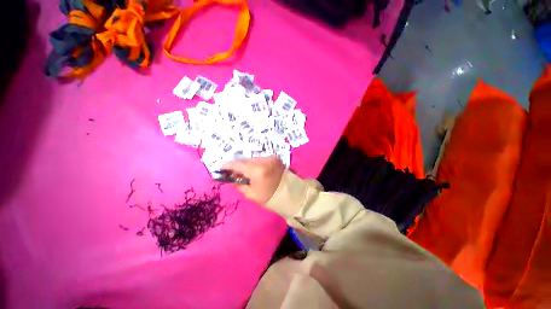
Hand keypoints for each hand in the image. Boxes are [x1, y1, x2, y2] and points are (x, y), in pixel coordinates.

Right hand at [222, 156, 285, 203]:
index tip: (221, 168)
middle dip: (238, 166)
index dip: (228, 165)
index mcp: (257, 171)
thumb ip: (239, 184)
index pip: (238, 165)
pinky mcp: (274, 157)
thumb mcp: (250, 194)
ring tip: (246, 172)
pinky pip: (260, 159)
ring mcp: (270, 157)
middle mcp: (263, 160)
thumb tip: (232, 177)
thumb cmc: (269, 196)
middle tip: (234, 173)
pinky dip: (255, 163)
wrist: (288, 193)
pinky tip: (255, 170)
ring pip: (252, 159)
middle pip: (245, 160)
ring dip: (247, 164)